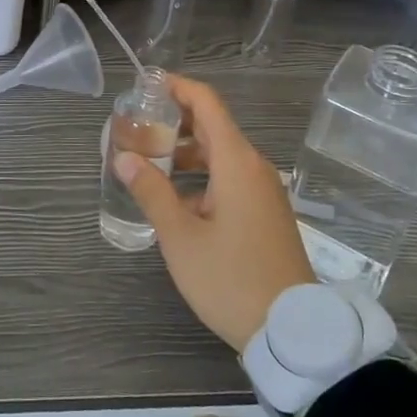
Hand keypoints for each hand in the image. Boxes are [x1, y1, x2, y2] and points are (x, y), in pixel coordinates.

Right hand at [115, 74, 315, 351]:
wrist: (292, 331)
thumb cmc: (231, 278)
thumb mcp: (181, 237)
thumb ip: (152, 192)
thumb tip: (124, 158)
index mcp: (236, 162)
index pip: (206, 102)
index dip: (176, 87)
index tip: (145, 85)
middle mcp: (253, 166)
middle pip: (212, 125)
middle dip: (173, 120)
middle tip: (136, 125)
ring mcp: (263, 190)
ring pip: (220, 154)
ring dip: (185, 150)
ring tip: (148, 160)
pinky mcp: (266, 212)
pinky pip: (230, 177)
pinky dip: (202, 174)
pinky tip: (176, 197)